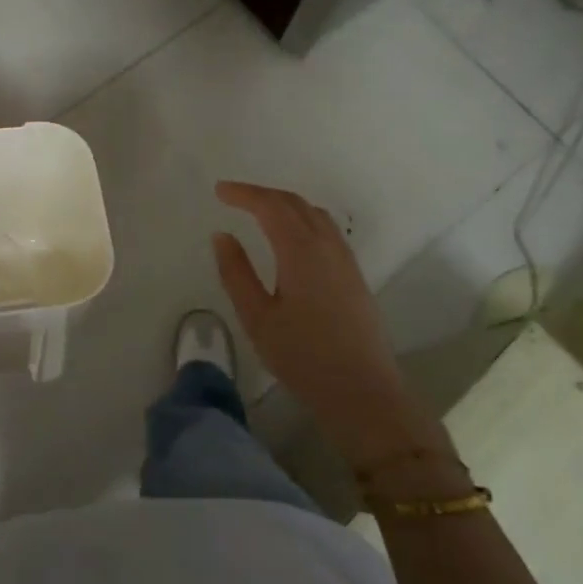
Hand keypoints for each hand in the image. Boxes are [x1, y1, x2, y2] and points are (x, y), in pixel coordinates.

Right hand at [212, 182, 442, 468]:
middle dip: (262, 194)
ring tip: (258, 212)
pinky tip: (290, 237)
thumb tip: (222, 236)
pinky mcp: (354, 275)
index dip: (244, 194)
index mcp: (301, 251)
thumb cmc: (303, 357)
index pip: (271, 206)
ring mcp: (345, 259)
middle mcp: (327, 246)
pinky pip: (326, 230)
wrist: (363, 392)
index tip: (219, 191)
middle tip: (233, 197)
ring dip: (285, 205)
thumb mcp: (257, 318)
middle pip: (295, 203)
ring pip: (314, 214)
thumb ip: (236, 272)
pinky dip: (302, 219)